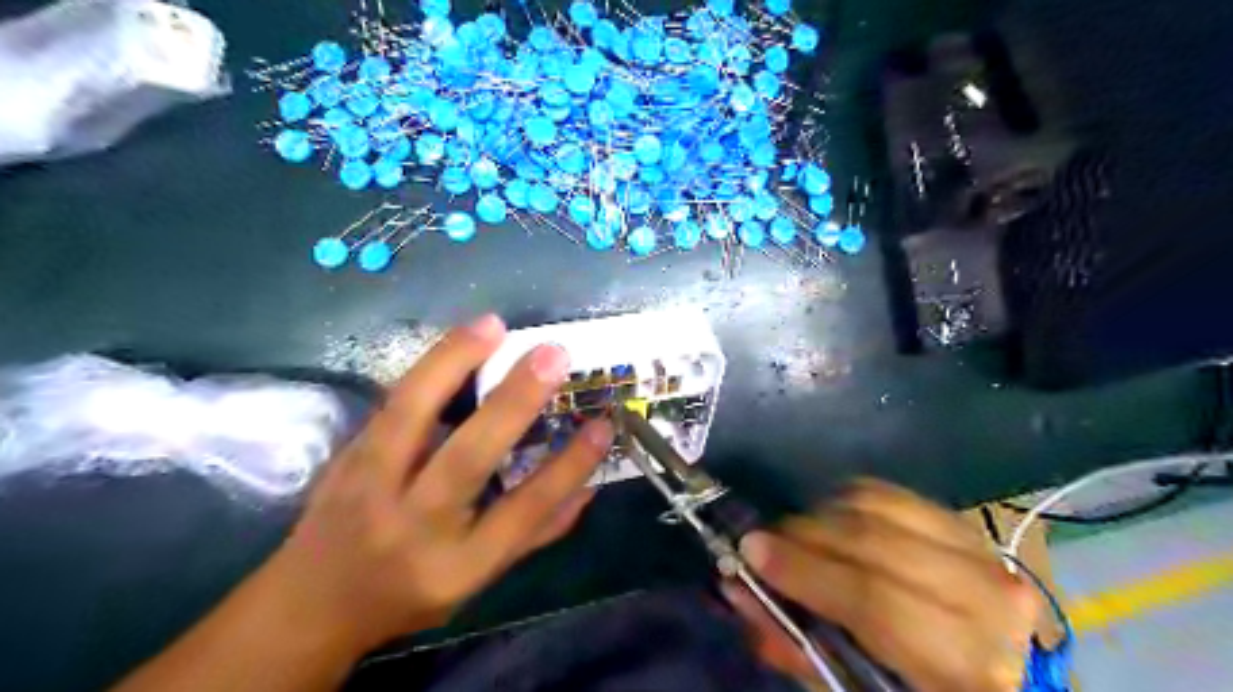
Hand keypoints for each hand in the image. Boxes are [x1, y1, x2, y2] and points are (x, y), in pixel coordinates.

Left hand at [261, 316, 609, 655]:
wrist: (311, 604)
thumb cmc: (409, 593)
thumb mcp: (478, 579)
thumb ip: (534, 533)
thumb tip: (588, 487)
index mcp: (457, 565)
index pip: (523, 511)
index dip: (567, 467)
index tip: (602, 425)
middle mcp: (413, 526)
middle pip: (467, 458)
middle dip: (514, 402)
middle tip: (552, 355)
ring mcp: (369, 489)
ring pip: (411, 415)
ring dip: (453, 362)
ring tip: (493, 325)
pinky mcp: (345, 459)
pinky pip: (390, 404)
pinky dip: (426, 368)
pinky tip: (456, 343)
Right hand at [725, 481, 1038, 690]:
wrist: (989, 668)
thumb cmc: (916, 689)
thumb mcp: (857, 688)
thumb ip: (796, 642)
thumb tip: (738, 589)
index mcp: (967, 663)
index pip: (875, 601)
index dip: (806, 572)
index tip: (751, 551)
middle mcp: (986, 597)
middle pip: (874, 542)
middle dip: (804, 535)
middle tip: (762, 540)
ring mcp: (979, 550)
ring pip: (878, 506)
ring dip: (822, 515)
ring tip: (796, 536)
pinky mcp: (963, 523)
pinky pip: (889, 492)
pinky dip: (846, 500)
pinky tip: (831, 522)